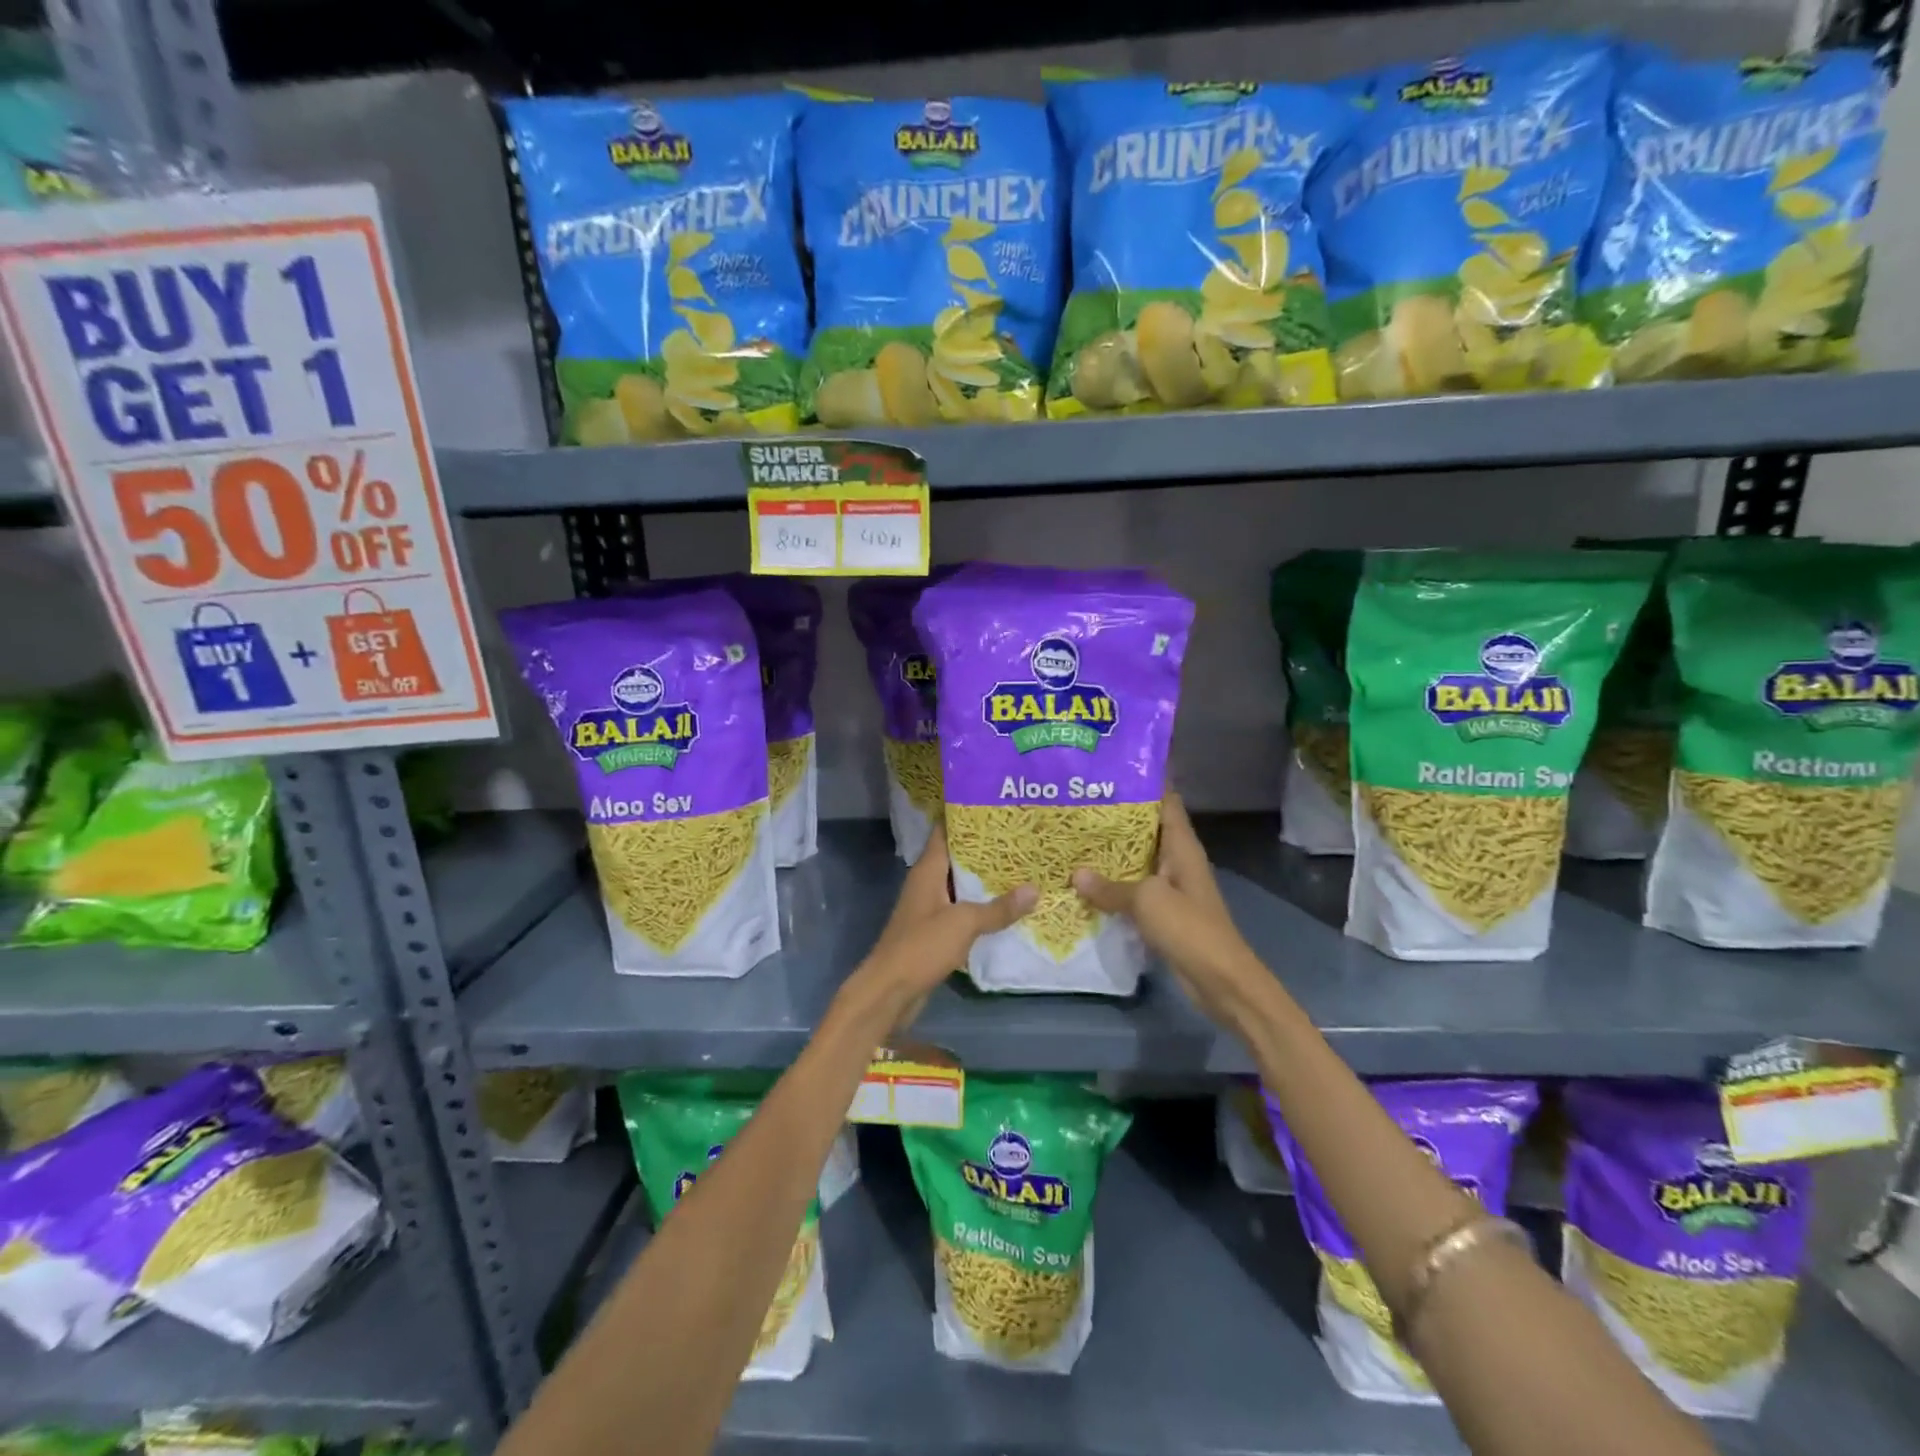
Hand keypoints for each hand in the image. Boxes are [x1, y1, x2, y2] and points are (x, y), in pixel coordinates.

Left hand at [841, 825, 1035, 1036]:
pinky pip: (962, 911)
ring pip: (961, 886)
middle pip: (957, 858)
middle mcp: (927, 884)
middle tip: (1021, 838)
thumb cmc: (921, 947)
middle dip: (986, 850)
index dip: (968, 817)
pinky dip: (981, 907)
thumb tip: (1034, 889)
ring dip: (986, 880)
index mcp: (928, 870)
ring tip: (1022, 868)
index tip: (997, 807)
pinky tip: (1007, 908)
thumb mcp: (964, 923)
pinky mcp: (935, 932)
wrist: (889, 992)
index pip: (945, 831)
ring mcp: (930, 909)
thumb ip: (998, 908)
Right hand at [1072, 794, 1260, 1024]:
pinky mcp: (1162, 912)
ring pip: (1136, 859)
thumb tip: (1076, 874)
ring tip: (1073, 835)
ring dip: (1111, 851)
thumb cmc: (1190, 929)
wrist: (1221, 981)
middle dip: (1116, 815)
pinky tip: (1085, 881)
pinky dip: (1112, 883)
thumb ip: (1111, 886)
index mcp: (1182, 846)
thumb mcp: (1147, 901)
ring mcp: (1170, 887)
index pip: (1165, 801)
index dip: (1144, 782)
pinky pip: (1133, 888)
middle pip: (1146, 828)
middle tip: (1077, 801)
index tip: (1110, 768)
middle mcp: (1177, 860)